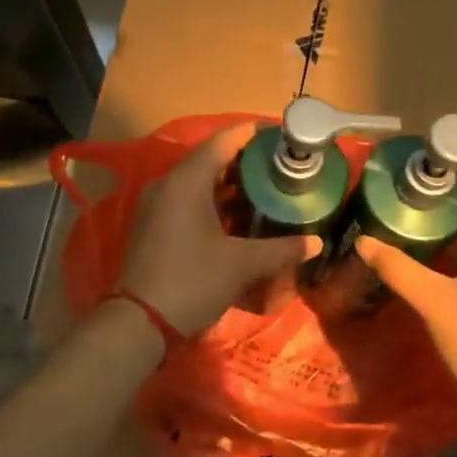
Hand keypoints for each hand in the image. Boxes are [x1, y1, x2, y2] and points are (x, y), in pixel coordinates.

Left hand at [121, 124, 321, 335]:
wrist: (139, 323)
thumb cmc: (192, 281)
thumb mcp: (241, 264)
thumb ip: (282, 249)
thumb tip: (317, 243)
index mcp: (187, 181)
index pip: (223, 140)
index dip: (253, 133)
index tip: (281, 135)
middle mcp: (169, 184)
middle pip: (211, 158)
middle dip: (246, 160)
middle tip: (280, 165)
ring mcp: (158, 205)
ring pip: (199, 181)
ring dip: (230, 182)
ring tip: (266, 188)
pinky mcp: (154, 225)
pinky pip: (188, 199)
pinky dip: (214, 200)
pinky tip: (238, 216)